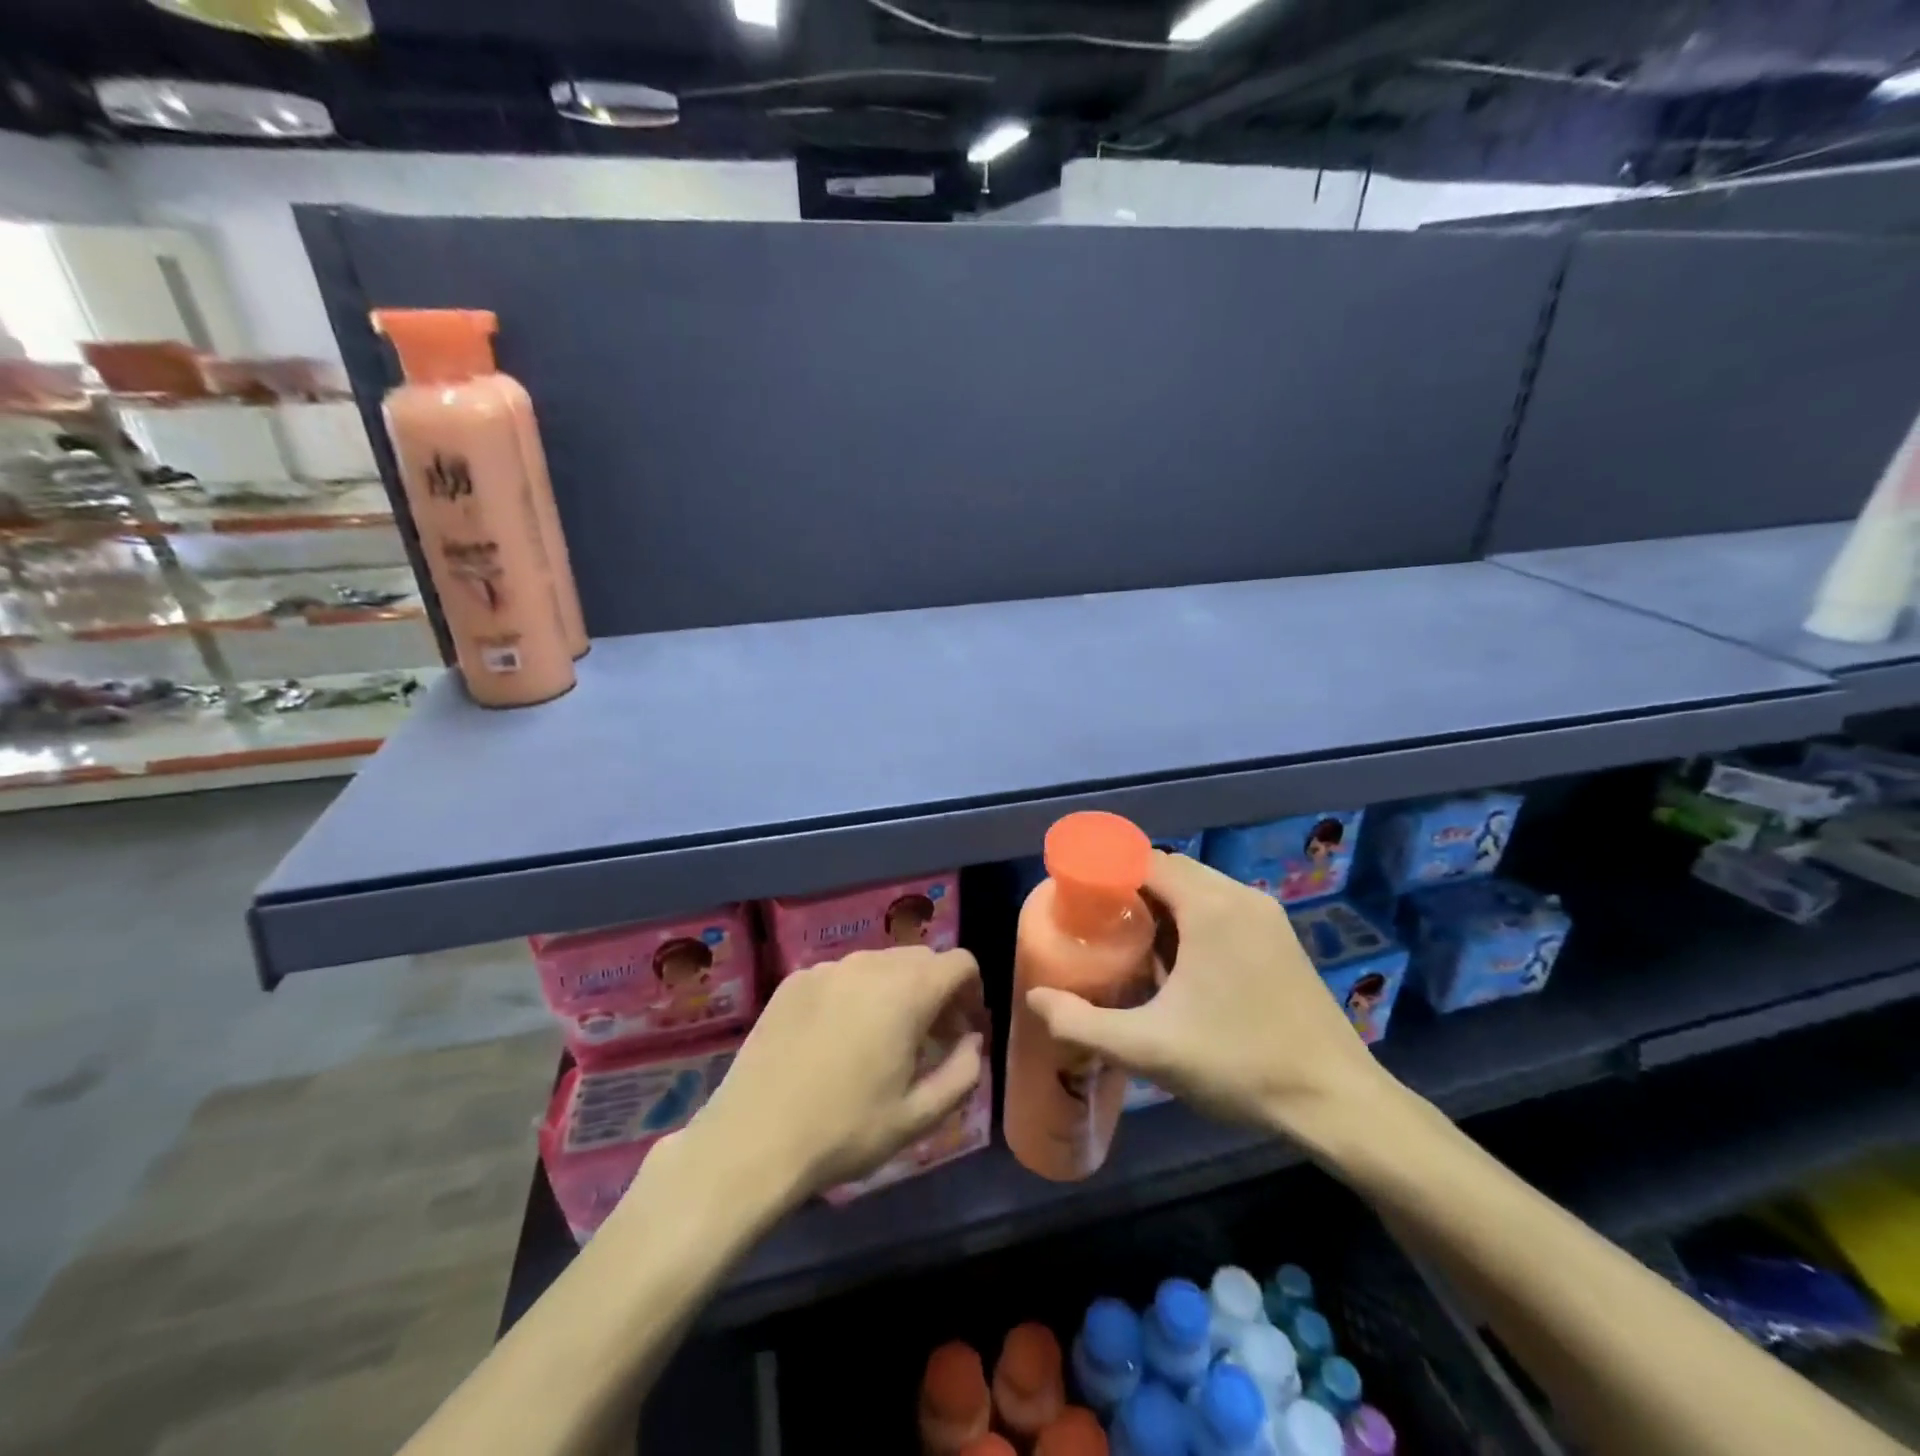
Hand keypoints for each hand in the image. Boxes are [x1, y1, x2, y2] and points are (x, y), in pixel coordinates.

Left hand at [684, 946, 985, 1198]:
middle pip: (921, 959)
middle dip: (936, 991)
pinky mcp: (794, 981)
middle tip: (930, 1039)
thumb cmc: (845, 1131)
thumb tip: (971, 1040)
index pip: (960, 963)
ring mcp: (827, 969)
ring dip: (897, 991)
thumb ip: (962, 1073)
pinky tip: (838, 1039)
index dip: (972, 992)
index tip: (963, 1029)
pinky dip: (856, 995)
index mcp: (907, 991)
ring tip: (884, 1040)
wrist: (753, 1140)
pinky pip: (842, 975)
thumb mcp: (918, 1116)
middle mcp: (869, 965)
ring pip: (880, 964)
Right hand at [1026, 852, 1394, 1140]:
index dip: (1107, 870)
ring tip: (1131, 944)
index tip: (1077, 897)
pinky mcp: (1281, 940)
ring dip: (1163, 907)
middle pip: (1171, 871)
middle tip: (1098, 924)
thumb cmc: (1240, 1064)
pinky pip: (1223, 911)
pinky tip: (1179, 966)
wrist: (1338, 1102)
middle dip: (1131, 890)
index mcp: (1210, 907)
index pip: (1145, 860)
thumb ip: (1083, 1023)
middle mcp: (1241, 898)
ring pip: (1199, 891)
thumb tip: (1036, 998)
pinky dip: (1192, 921)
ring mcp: (1267, 917)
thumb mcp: (1150, 1049)